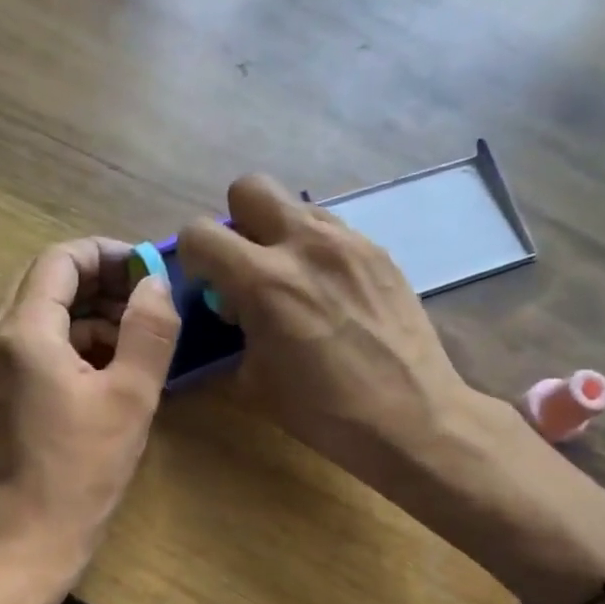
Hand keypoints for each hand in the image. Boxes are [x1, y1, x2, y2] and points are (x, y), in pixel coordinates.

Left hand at [0, 237, 179, 569]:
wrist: (34, 536)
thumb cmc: (86, 468)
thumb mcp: (131, 395)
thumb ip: (149, 329)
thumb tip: (155, 282)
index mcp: (23, 333)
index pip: (60, 260)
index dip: (107, 254)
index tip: (147, 269)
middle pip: (44, 281)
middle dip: (97, 281)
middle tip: (144, 298)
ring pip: (38, 312)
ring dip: (86, 312)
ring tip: (134, 336)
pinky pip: (32, 343)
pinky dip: (69, 340)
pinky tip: (107, 365)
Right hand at [177, 175, 478, 488]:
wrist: (410, 416)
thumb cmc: (324, 411)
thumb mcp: (254, 381)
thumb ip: (234, 332)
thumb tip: (235, 311)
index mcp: (263, 281)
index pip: (200, 232)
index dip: (193, 257)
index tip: (208, 285)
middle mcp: (304, 245)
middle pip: (250, 187)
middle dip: (238, 222)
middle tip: (248, 266)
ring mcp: (348, 243)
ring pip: (296, 206)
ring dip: (282, 235)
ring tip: (296, 282)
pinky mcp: (379, 252)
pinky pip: (334, 231)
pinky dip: (319, 252)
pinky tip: (333, 294)